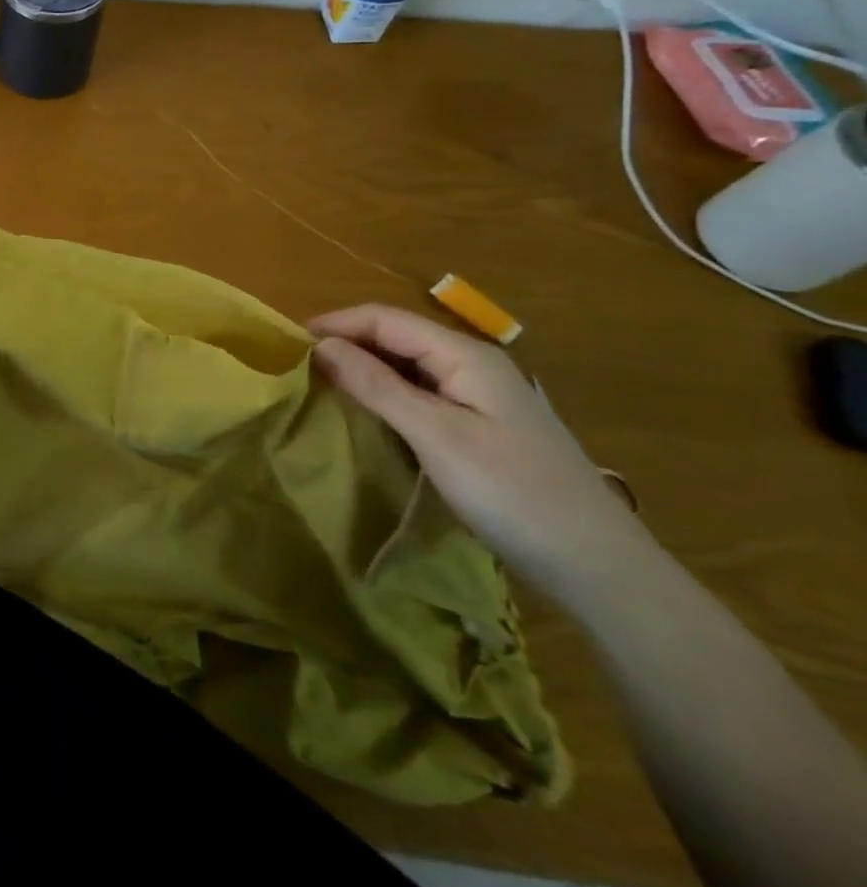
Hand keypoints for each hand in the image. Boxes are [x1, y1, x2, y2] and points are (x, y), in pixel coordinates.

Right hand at [309, 304, 655, 603]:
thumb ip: (376, 385)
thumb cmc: (512, 493)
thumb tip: (320, 345)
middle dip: (346, 342)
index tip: (287, 342)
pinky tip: (367, 411)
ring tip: (321, 384)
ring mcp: (481, 396)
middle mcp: (473, 365)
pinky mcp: (482, 425)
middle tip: (298, 365)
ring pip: (408, 364)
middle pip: (397, 336)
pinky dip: (385, 392)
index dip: (335, 323)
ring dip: (364, 367)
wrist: (599, 567)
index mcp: (465, 356)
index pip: (385, 318)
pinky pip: (421, 391)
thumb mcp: (435, 435)